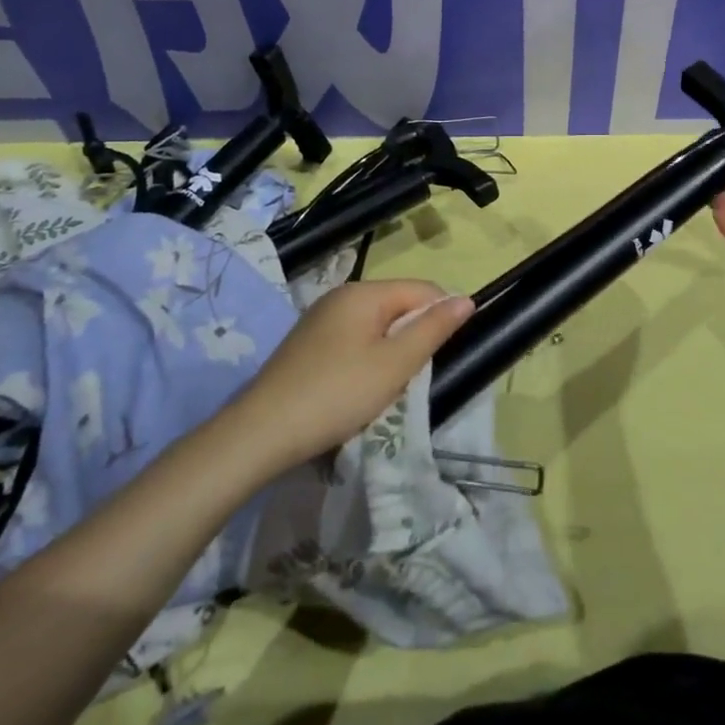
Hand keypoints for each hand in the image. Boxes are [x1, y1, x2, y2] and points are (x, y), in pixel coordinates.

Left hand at [227, 279, 472, 471]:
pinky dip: (365, 360)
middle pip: (398, 305)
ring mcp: (319, 320)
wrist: (258, 435)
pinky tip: (357, 389)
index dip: (441, 316)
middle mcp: (340, 296)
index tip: (443, 355)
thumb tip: (466, 299)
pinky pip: (352, 340)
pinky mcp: (306, 345)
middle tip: (411, 377)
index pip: (422, 289)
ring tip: (386, 387)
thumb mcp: (395, 364)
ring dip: (390, 352)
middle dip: (413, 337)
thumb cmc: (336, 394)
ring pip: (376, 326)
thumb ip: (433, 329)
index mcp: (363, 292)